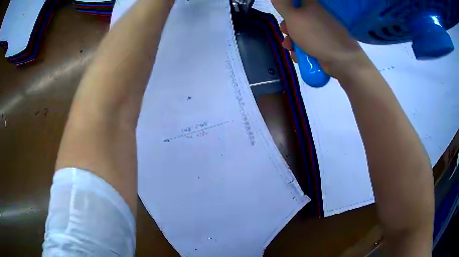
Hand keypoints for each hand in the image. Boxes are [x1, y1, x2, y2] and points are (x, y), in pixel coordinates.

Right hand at [272, 0, 371, 77]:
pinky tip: (298, 57)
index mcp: (311, 6)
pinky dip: (302, 51)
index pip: (297, 1)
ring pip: (302, 33)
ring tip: (290, 48)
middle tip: (285, 32)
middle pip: (297, 18)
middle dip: (287, 27)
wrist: (342, 60)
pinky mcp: (324, 45)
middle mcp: (317, 16)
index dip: (287, 6)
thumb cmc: (316, 35)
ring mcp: (322, 31)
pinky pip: (309, 45)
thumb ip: (282, 4)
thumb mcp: (294, 17)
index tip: (283, 13)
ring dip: (292, 41)